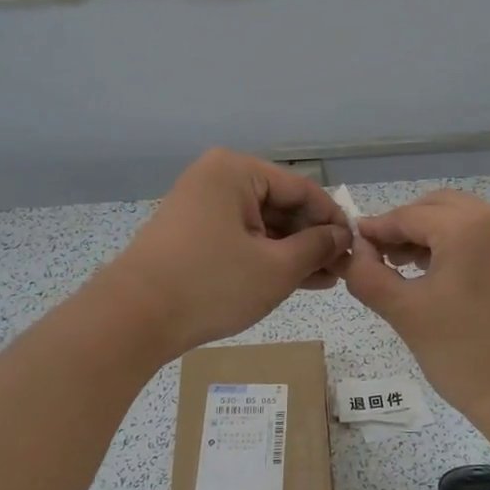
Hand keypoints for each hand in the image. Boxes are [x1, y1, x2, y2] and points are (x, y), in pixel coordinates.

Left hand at [98, 150, 350, 357]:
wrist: (132, 319)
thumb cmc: (211, 284)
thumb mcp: (275, 268)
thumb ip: (316, 247)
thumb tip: (341, 237)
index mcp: (236, 171)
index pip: (302, 188)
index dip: (333, 219)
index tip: (356, 248)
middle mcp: (217, 179)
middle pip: (281, 205)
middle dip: (313, 239)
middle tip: (343, 270)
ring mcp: (201, 207)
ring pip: (262, 225)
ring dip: (294, 252)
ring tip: (327, 280)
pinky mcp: (192, 235)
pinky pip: (241, 239)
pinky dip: (267, 258)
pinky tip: (298, 280)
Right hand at [342, 191, 489, 424]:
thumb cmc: (464, 356)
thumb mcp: (404, 313)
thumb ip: (368, 274)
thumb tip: (357, 250)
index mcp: (469, 227)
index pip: (409, 215)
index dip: (377, 229)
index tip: (353, 243)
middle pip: (438, 207)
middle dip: (406, 227)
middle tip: (381, 257)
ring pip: (464, 216)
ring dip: (433, 232)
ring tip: (409, 265)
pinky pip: (487, 231)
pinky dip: (461, 241)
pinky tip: (443, 270)